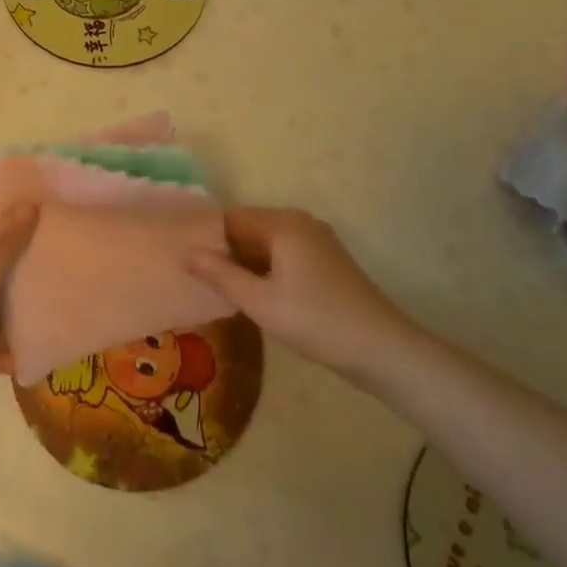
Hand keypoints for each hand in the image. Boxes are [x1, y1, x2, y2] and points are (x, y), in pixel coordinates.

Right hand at [186, 207, 413, 379]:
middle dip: (224, 250)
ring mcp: (317, 242)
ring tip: (216, 287)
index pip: (231, 218)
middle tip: (195, 277)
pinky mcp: (326, 262)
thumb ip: (221, 275)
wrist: (382, 348)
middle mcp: (300, 223)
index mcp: (283, 224)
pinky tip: (253, 294)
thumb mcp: (260, 302)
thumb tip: (186, 253)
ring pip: (267, 244)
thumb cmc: (316, 320)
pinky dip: (265, 269)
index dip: (206, 237)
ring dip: (244, 262)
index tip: (183, 260)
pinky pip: (284, 255)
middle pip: (249, 228)